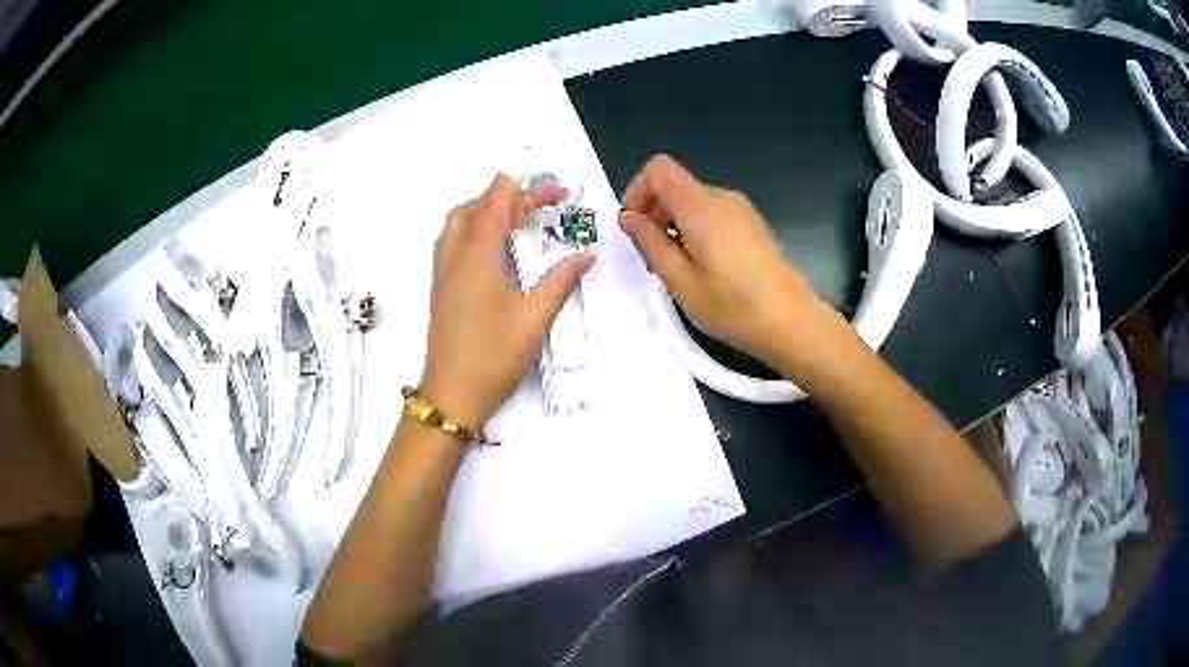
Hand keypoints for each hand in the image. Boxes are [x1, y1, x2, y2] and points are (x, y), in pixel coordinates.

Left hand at [421, 174, 595, 429]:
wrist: (452, 395)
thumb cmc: (493, 356)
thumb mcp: (534, 318)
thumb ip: (561, 281)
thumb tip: (587, 255)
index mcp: (476, 255)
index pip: (496, 202)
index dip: (526, 190)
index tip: (558, 194)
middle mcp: (453, 255)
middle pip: (476, 206)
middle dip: (509, 198)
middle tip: (542, 209)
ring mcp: (443, 271)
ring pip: (459, 222)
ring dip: (487, 211)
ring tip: (518, 221)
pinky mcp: (441, 286)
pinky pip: (454, 241)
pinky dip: (475, 230)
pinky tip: (495, 249)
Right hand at [619, 155, 822, 365]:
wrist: (791, 321)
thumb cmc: (733, 307)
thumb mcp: (680, 282)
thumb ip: (650, 243)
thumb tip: (628, 217)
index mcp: (701, 207)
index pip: (659, 169)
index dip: (638, 191)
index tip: (634, 228)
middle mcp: (722, 198)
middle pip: (675, 186)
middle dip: (655, 213)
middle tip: (653, 259)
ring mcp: (741, 209)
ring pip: (693, 201)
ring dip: (675, 225)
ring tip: (680, 269)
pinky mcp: (751, 223)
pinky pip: (712, 213)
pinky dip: (696, 230)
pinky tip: (704, 267)